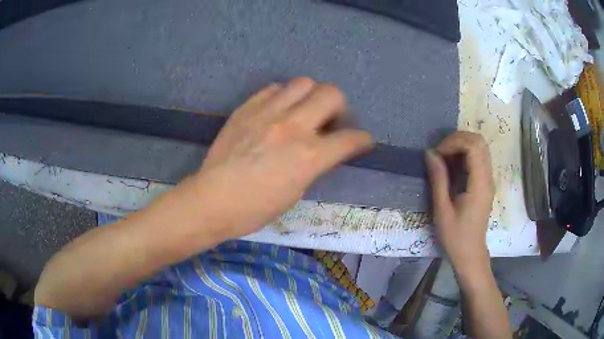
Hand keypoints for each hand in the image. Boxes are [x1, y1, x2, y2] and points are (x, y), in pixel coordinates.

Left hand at [192, 78, 372, 238]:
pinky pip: (273, 88)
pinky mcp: (247, 108)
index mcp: (309, 156)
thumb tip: (323, 149)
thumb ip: (314, 164)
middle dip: (340, 106)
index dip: (362, 139)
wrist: (214, 199)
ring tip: (303, 110)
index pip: (350, 138)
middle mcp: (293, 127)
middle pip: (332, 94)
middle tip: (331, 120)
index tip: (362, 140)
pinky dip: (282, 96)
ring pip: (303, 83)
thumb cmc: (256, 208)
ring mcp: (268, 113)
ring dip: (311, 95)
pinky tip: (277, 110)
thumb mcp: (296, 192)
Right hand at [425, 132, 494, 273]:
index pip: (473, 146)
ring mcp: (489, 180)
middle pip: (479, 141)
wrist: (470, 254)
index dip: (453, 142)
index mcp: (479, 184)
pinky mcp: (485, 183)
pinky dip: (465, 154)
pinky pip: (479, 158)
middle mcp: (488, 178)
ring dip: (461, 145)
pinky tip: (452, 166)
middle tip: (440, 152)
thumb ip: (438, 179)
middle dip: (458, 139)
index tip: (437, 154)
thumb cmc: (455, 237)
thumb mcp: (442, 210)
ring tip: (445, 157)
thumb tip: (430, 153)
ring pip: (480, 147)